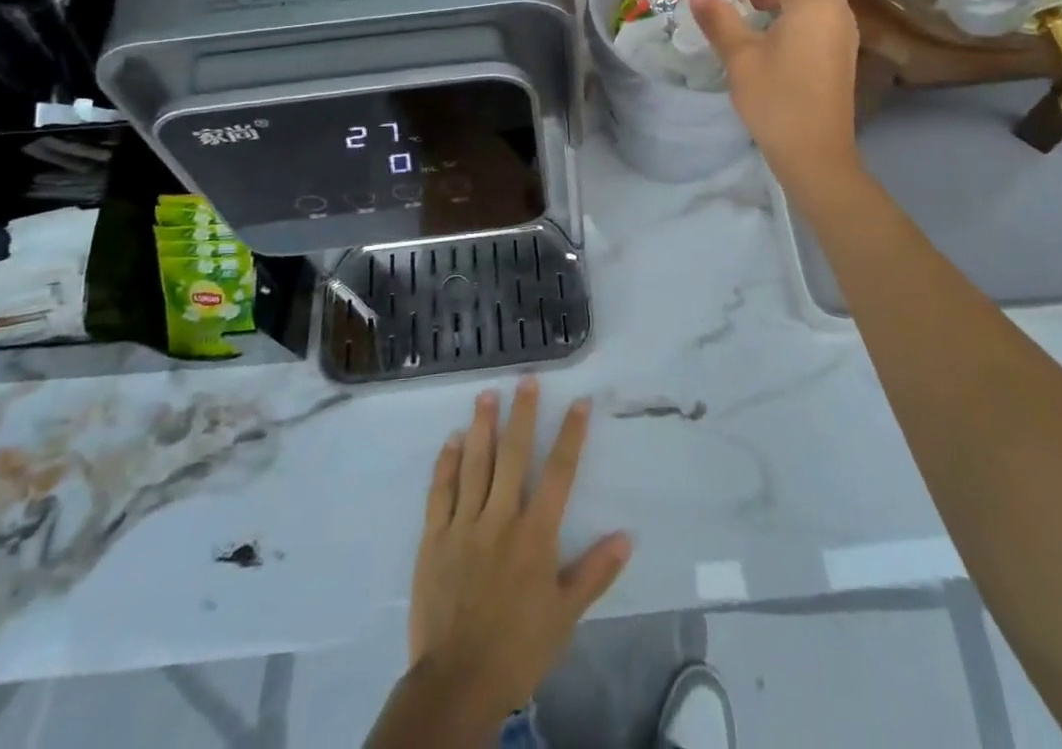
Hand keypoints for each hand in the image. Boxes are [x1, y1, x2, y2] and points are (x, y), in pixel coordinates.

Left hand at [407, 378, 631, 723]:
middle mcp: (501, 518)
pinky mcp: (435, 536)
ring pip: (474, 464)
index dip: (571, 435)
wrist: (458, 682)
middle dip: (522, 415)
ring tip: (486, 395)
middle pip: (514, 456)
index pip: (559, 473)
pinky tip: (450, 440)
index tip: (579, 402)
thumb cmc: (518, 647)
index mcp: (535, 534)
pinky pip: (440, 491)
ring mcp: (464, 524)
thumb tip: (627, 536)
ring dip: (481, 427)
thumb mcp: (565, 616)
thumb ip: (595, 572)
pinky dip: (445, 463)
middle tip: (526, 380)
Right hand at [690, 0, 861, 188]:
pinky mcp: (847, 59)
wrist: (814, 151)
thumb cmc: (774, 99)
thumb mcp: (739, 57)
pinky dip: (807, 21)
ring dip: (795, 3)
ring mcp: (847, 37)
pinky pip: (828, 23)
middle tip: (750, 4)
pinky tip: (782, 45)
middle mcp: (837, 13)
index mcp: (812, 5)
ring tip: (762, 23)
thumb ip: (719, 20)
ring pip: (823, 4)